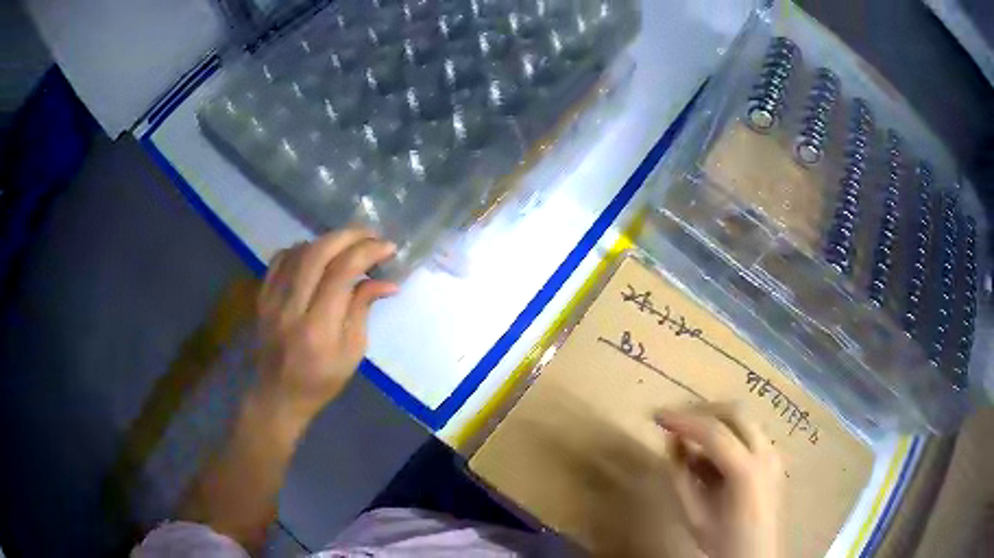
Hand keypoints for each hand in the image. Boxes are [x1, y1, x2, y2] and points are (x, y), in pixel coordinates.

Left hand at [254, 229, 397, 425]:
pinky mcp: (261, 297)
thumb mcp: (352, 353)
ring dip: (327, 240)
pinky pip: (280, 259)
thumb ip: (362, 310)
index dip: (367, 252)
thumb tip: (386, 281)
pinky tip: (316, 254)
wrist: (277, 395)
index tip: (388, 248)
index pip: (342, 274)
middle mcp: (291, 308)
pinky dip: (301, 248)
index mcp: (318, 329)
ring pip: (298, 251)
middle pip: (318, 253)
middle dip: (349, 236)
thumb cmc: (321, 381)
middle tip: (371, 235)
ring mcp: (271, 300)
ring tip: (348, 243)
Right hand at [656, 406, 782, 557]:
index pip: (713, 431)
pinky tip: (710, 453)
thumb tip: (672, 440)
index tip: (658, 416)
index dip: (683, 420)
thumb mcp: (694, 514)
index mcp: (746, 471)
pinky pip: (749, 434)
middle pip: (734, 412)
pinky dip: (727, 433)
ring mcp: (774, 453)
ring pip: (744, 419)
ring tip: (689, 435)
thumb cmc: (723, 541)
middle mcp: (765, 453)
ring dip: (716, 420)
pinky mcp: (775, 458)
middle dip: (702, 410)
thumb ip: (681, 476)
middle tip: (675, 419)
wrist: (757, 556)